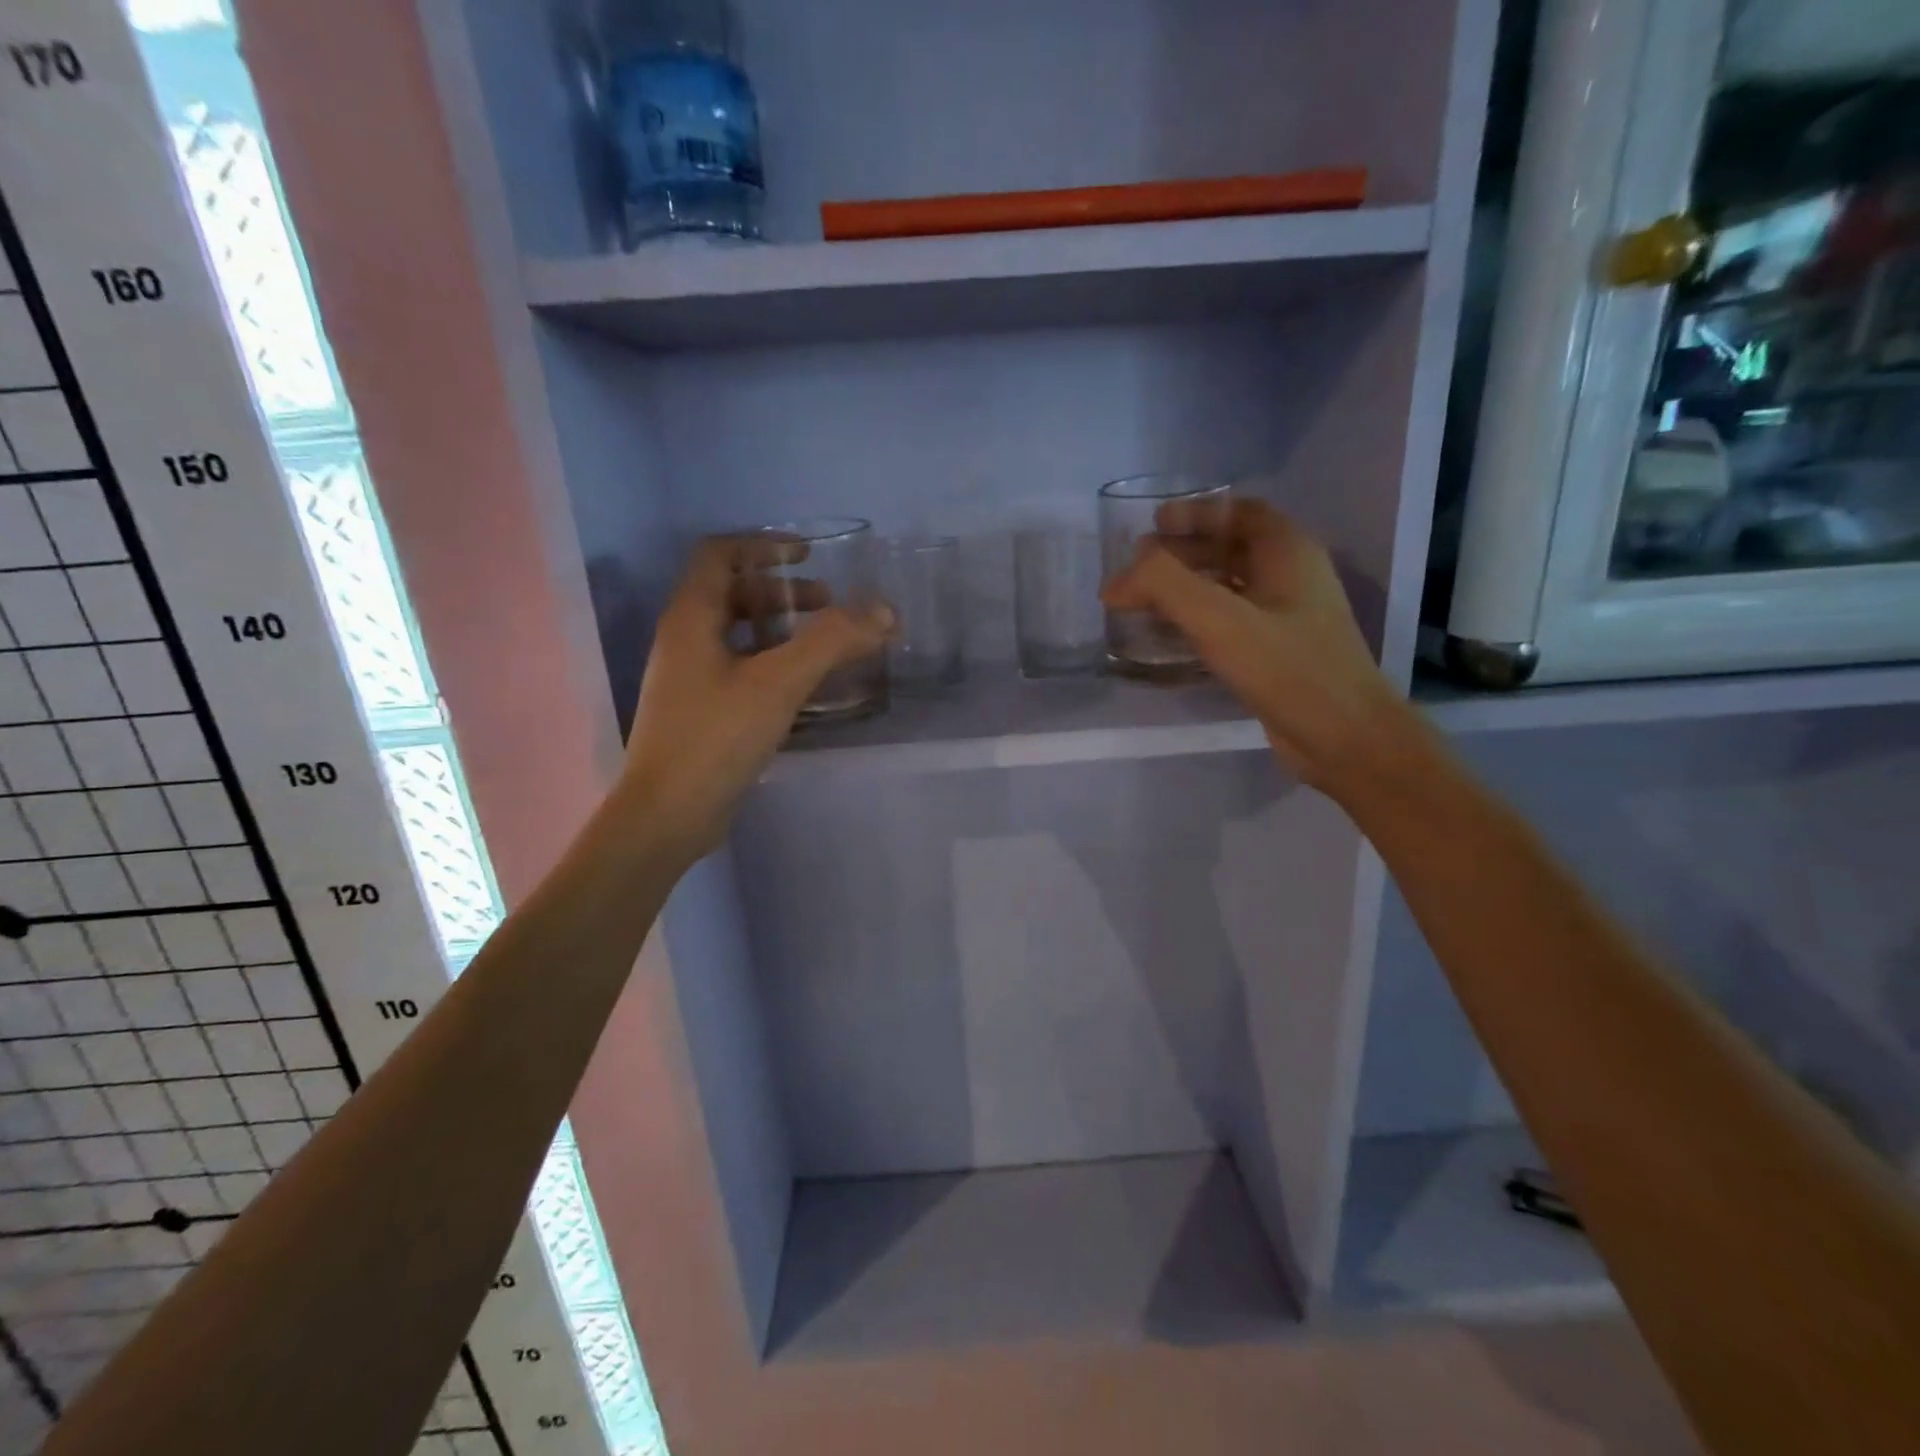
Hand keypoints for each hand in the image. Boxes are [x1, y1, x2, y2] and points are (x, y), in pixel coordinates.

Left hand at [619, 536, 892, 862]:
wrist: (668, 815)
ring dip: (780, 628)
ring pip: (738, 633)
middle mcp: (684, 640)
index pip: (719, 554)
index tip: (807, 555)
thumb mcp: (778, 683)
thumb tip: (884, 610)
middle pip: (731, 592)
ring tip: (824, 643)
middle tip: (828, 604)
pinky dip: (774, 661)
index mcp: (691, 618)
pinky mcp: (702, 711)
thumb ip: (832, 642)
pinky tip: (804, 685)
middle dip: (781, 591)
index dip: (763, 545)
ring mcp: (690, 678)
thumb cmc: (716, 738)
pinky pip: (740, 668)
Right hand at [1102, 499, 1417, 795]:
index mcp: (1288, 552)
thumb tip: (1117, 580)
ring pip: (1229, 587)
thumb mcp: (1220, 619)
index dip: (1195, 512)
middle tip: (1137, 567)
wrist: (1345, 738)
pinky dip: (1198, 620)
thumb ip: (1165, 586)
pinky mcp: (1277, 654)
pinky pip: (1231, 622)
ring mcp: (1287, 618)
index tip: (1153, 525)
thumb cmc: (1288, 669)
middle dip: (1182, 552)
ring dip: (1187, 588)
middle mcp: (1291, 577)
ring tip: (1144, 601)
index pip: (1239, 512)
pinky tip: (1170, 638)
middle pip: (1230, 548)